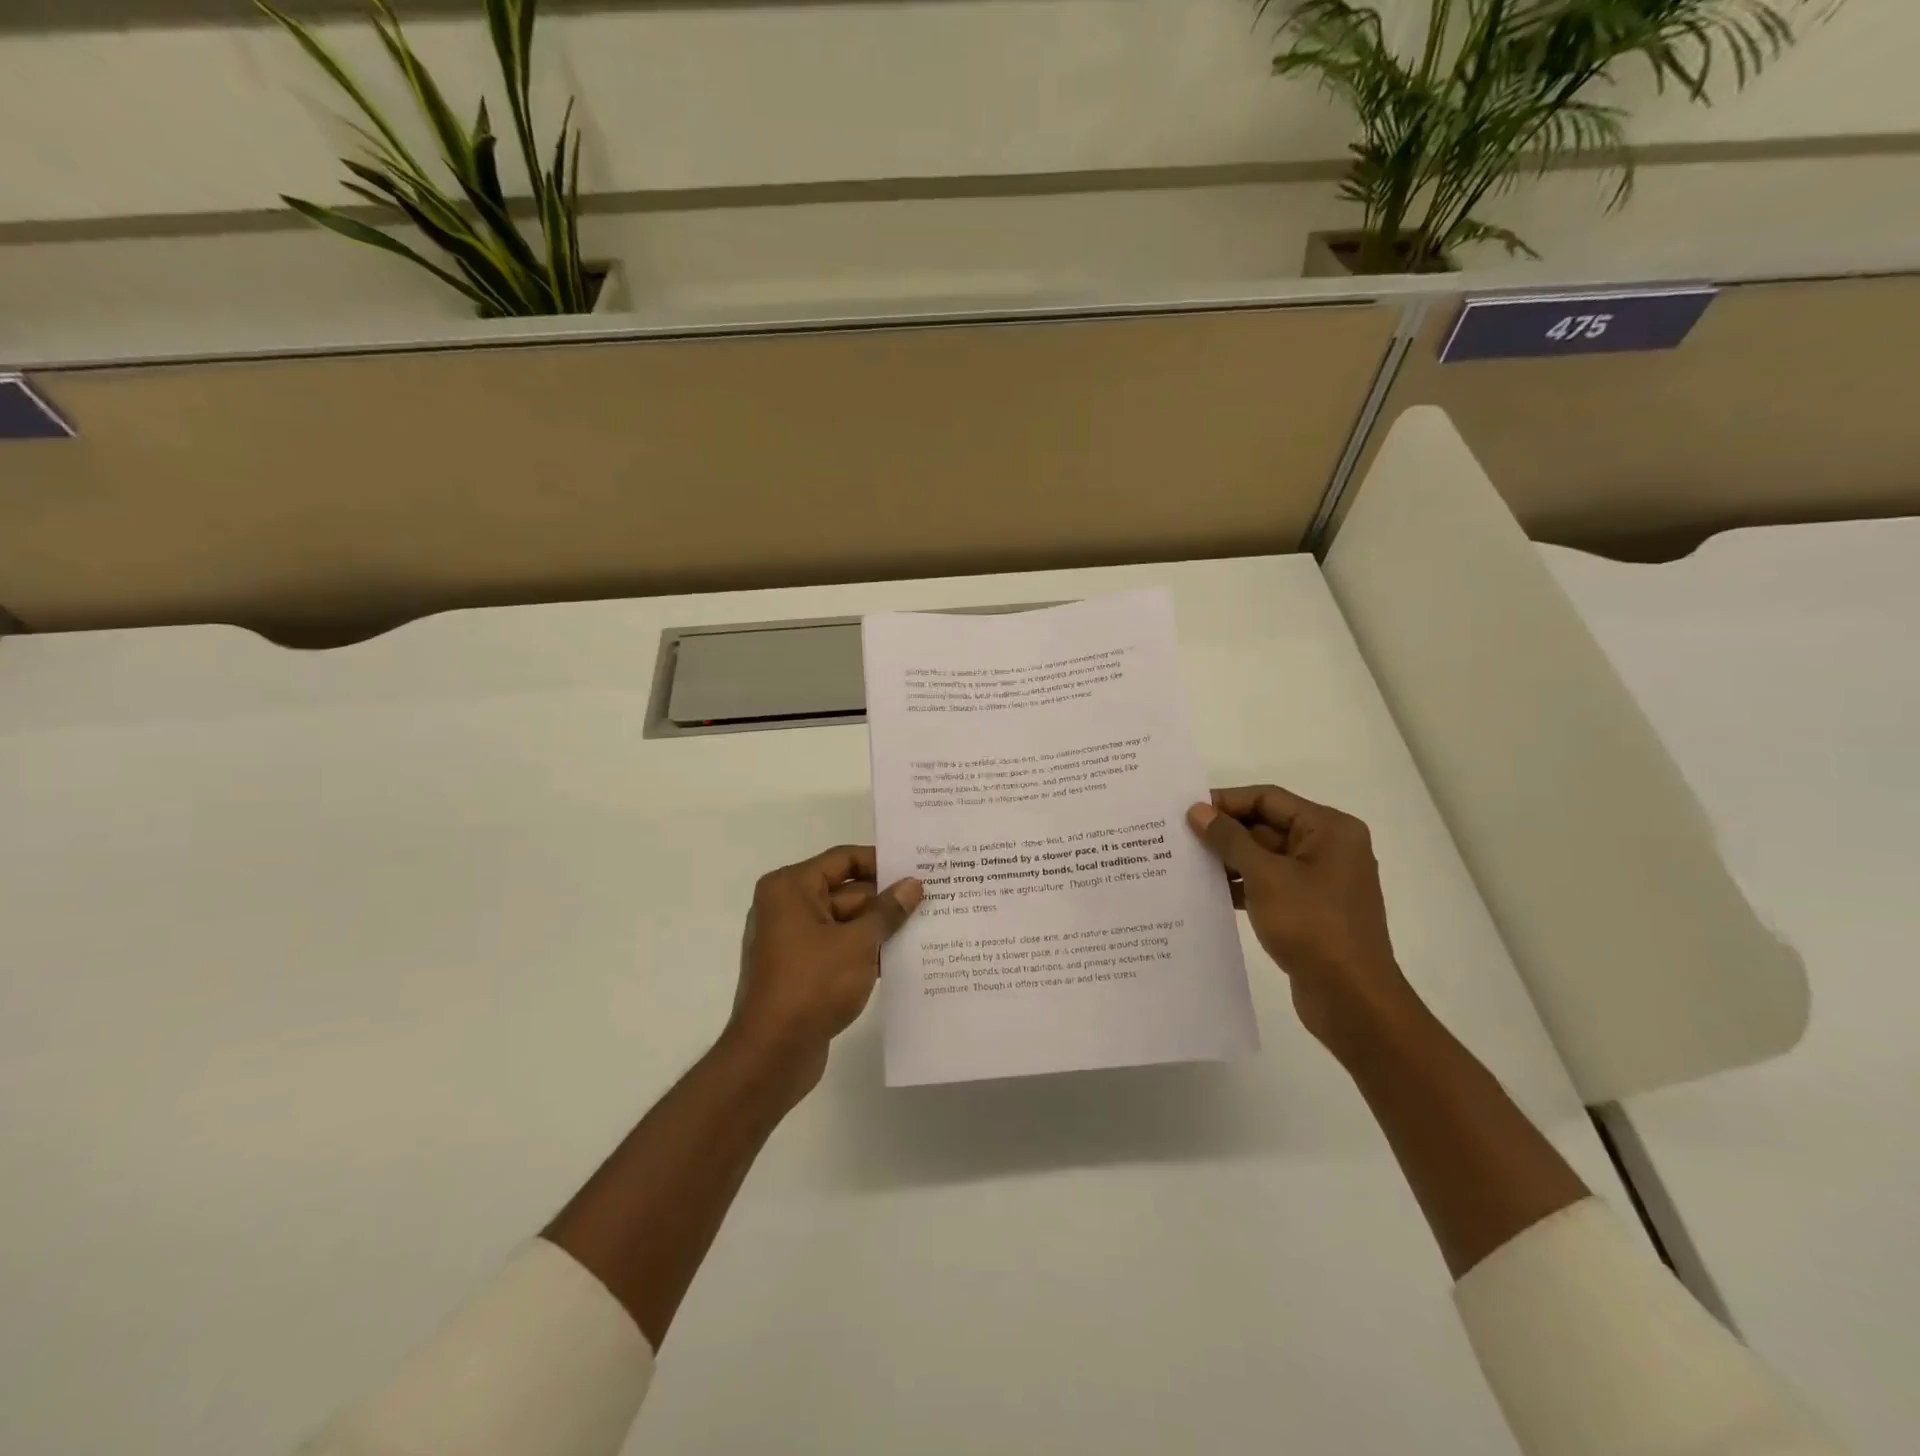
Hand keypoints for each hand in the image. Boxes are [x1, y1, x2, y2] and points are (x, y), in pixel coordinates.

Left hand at [729, 845, 922, 1099]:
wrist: (772, 1055)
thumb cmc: (812, 985)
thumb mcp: (858, 943)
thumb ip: (887, 911)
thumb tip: (913, 884)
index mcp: (791, 888)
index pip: (843, 859)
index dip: (882, 862)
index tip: (919, 867)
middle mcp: (787, 907)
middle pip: (846, 891)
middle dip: (886, 899)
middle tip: (933, 899)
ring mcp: (793, 941)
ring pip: (846, 923)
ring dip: (880, 928)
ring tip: (928, 927)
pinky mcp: (801, 971)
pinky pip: (840, 949)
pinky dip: (866, 952)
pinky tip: (903, 959)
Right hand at [1187, 786, 1420, 1057]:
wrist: (1352, 999)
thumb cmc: (1312, 926)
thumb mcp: (1265, 876)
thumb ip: (1229, 839)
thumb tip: (1198, 810)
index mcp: (1329, 829)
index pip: (1268, 799)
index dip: (1226, 801)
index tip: (1186, 810)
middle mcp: (1328, 848)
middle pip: (1266, 826)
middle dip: (1224, 832)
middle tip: (1177, 837)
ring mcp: (1320, 881)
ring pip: (1264, 857)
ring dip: (1228, 860)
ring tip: (1184, 863)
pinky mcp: (1309, 910)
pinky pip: (1269, 885)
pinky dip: (1241, 886)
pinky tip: (1208, 892)